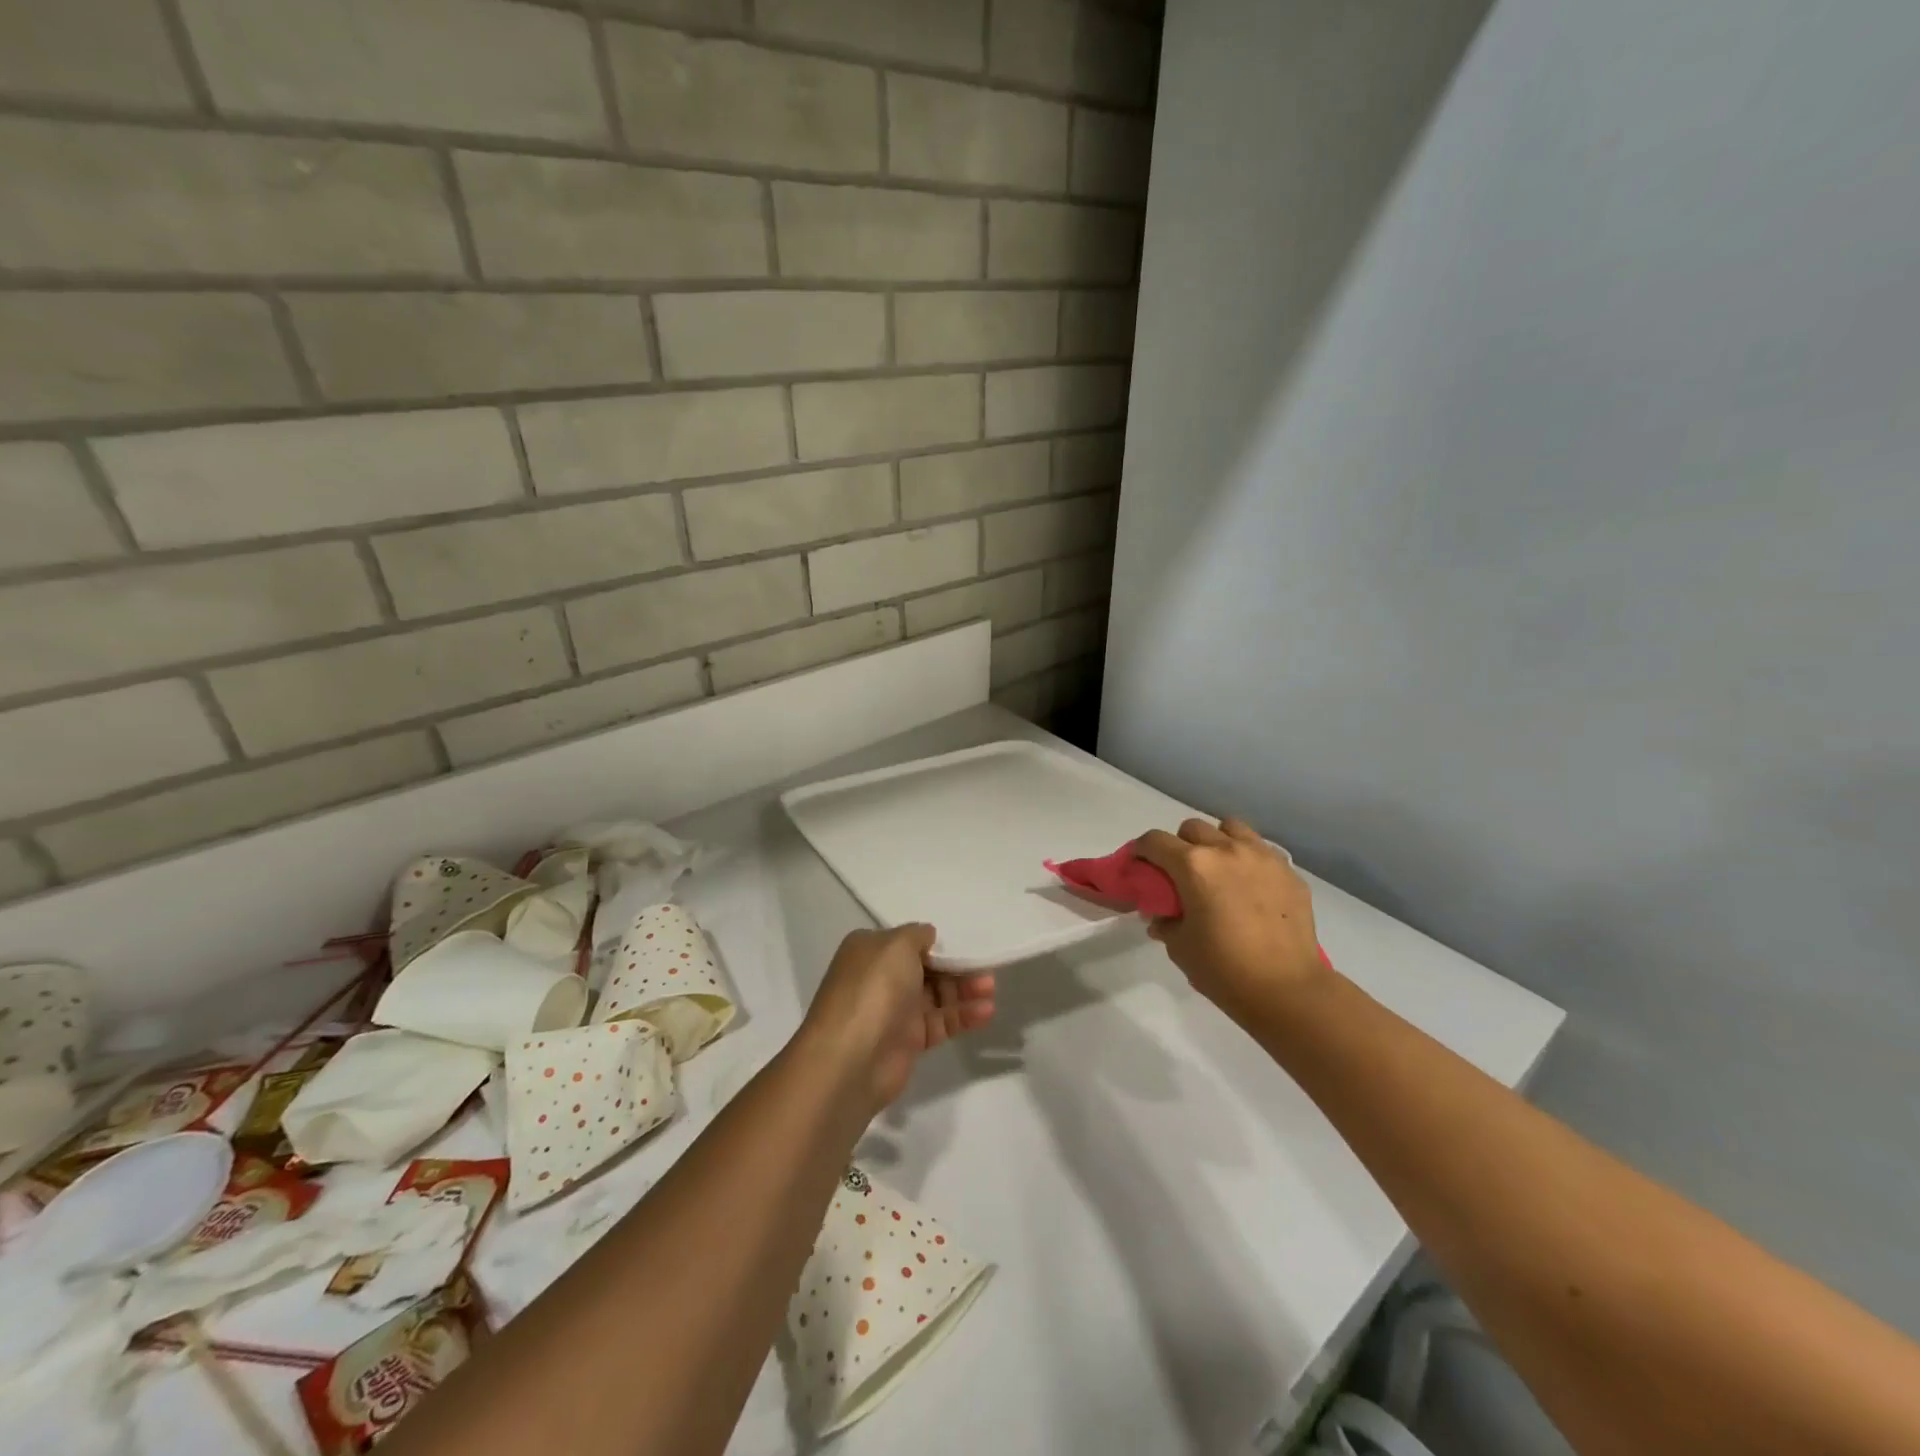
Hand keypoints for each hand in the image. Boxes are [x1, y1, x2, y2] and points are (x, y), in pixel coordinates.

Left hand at [800, 926, 995, 1112]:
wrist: (851, 1059)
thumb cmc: (873, 989)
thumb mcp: (896, 945)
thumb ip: (917, 935)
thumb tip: (928, 936)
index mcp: (870, 950)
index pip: (908, 941)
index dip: (936, 942)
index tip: (964, 943)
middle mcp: (880, 977)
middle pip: (926, 968)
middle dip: (956, 966)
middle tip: (986, 967)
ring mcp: (894, 1011)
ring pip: (936, 995)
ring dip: (964, 990)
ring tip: (991, 988)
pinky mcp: (908, 1041)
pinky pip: (940, 1022)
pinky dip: (963, 1015)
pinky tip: (986, 1011)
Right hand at [1134, 817, 1328, 1024]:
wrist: (1288, 990)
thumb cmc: (1224, 969)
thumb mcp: (1180, 947)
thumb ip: (1165, 922)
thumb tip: (1162, 916)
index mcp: (1193, 866)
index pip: (1155, 841)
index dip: (1140, 850)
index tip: (1139, 864)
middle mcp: (1226, 850)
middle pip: (1193, 828)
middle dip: (1180, 845)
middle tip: (1181, 874)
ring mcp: (1262, 856)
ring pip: (1231, 828)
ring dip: (1217, 841)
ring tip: (1219, 869)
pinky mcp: (1289, 871)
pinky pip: (1261, 850)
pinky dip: (1248, 859)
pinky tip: (1250, 887)